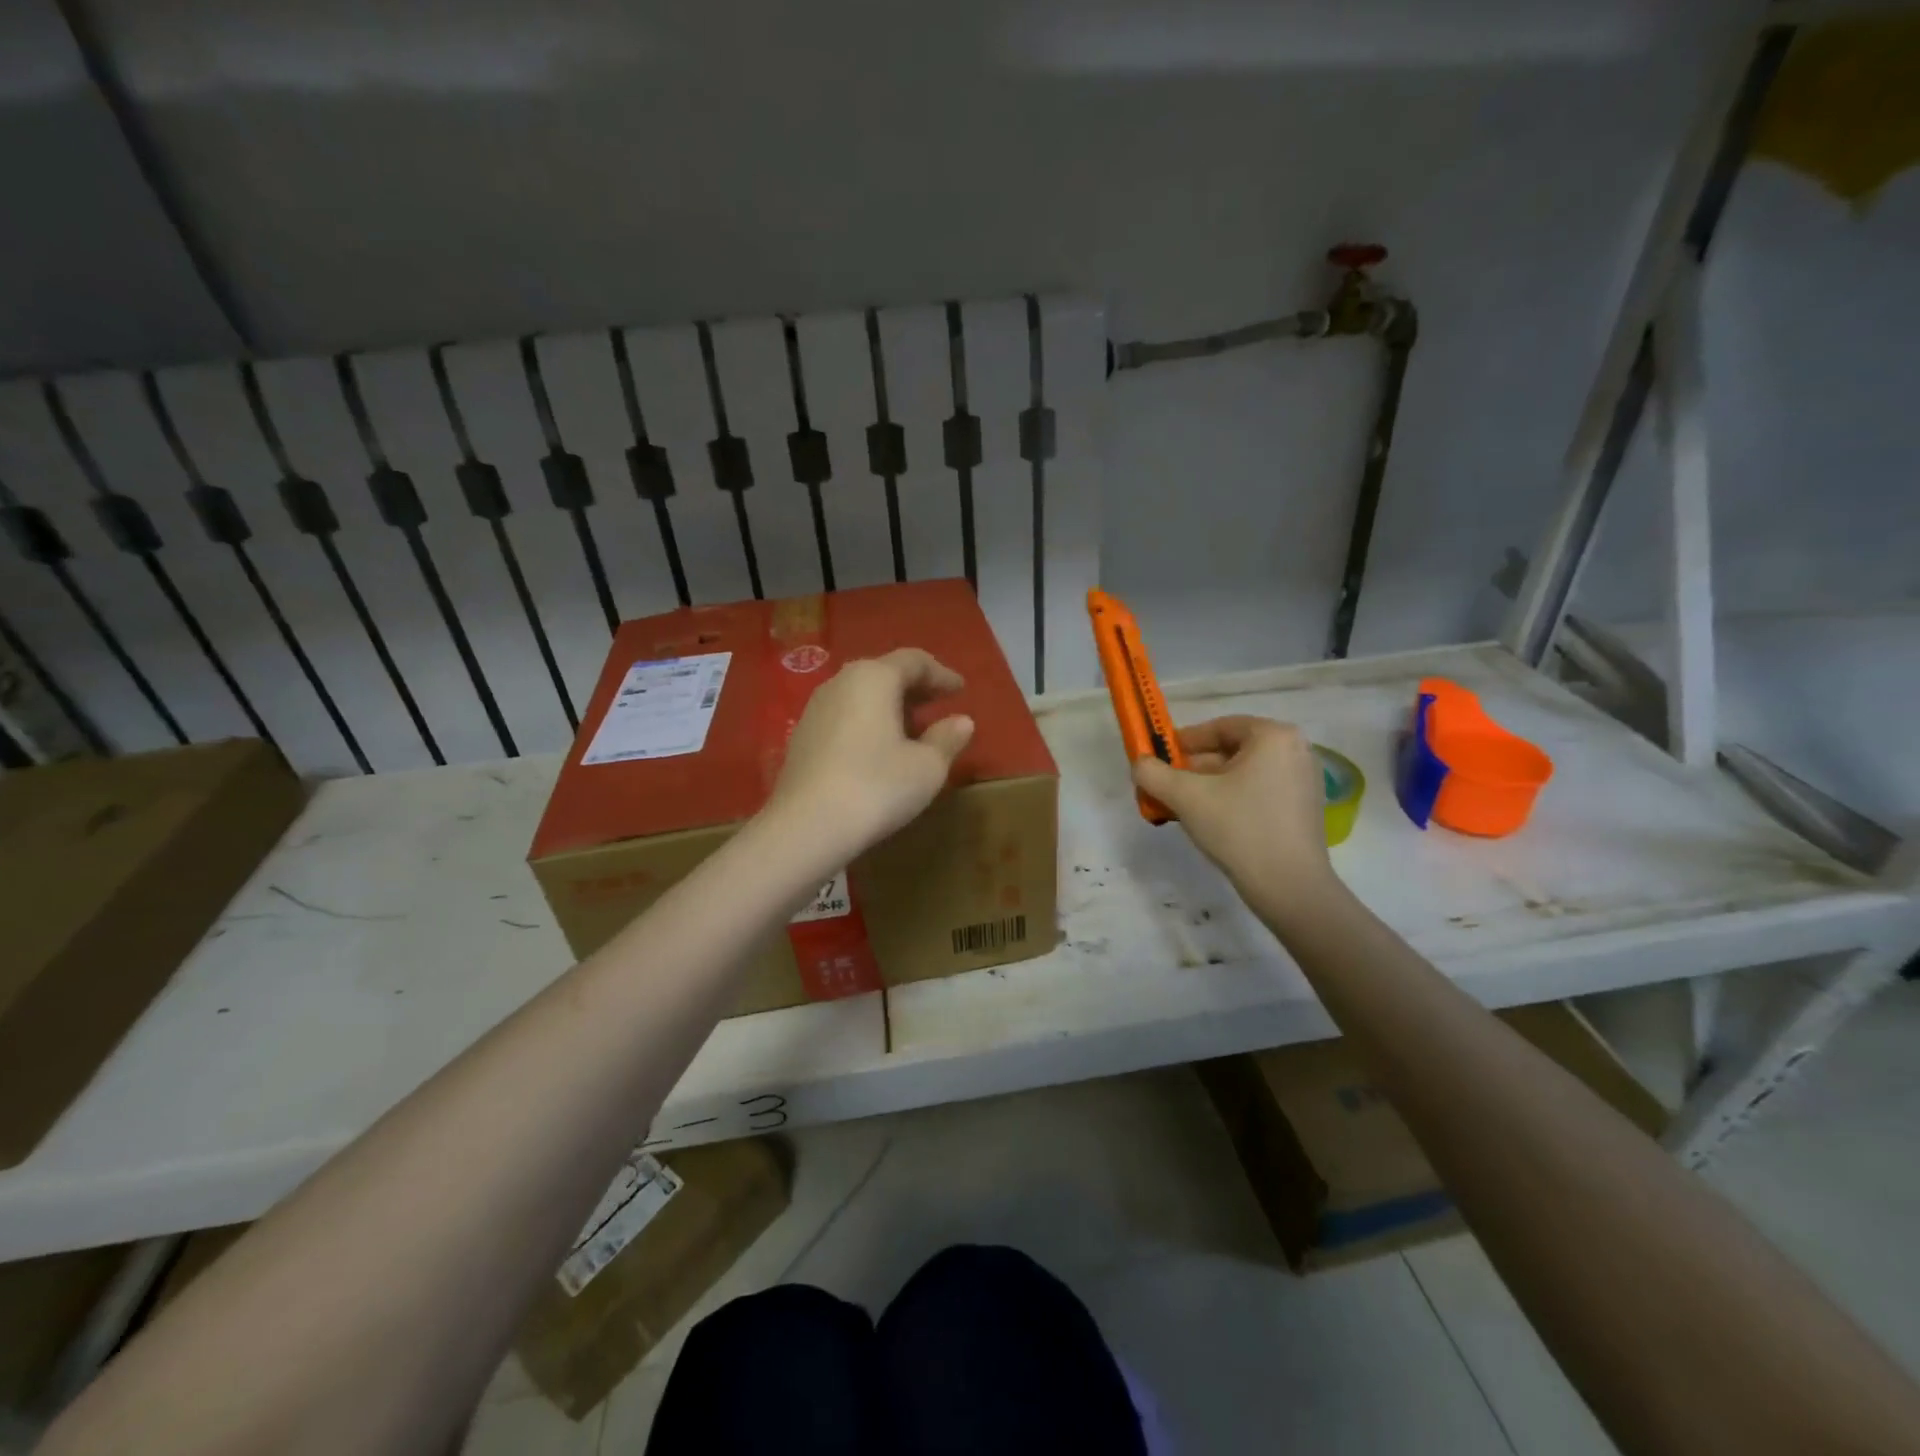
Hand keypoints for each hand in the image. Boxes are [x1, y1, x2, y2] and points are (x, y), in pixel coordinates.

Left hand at [768, 648, 974, 859]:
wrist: (805, 828)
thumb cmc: (876, 787)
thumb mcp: (927, 767)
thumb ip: (947, 738)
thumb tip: (962, 722)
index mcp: (874, 678)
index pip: (914, 661)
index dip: (942, 674)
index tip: (961, 690)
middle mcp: (841, 683)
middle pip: (884, 673)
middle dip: (915, 688)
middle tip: (939, 705)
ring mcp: (815, 709)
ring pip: (861, 696)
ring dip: (890, 707)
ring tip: (912, 729)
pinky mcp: (802, 737)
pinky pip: (845, 717)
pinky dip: (868, 723)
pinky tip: (879, 750)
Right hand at [1132, 716, 1336, 915]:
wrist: (1289, 887)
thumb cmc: (1239, 828)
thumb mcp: (1186, 797)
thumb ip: (1153, 773)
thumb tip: (1139, 763)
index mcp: (1274, 736)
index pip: (1219, 728)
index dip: (1183, 741)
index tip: (1159, 758)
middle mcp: (1295, 750)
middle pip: (1231, 750)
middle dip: (1193, 768)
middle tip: (1165, 787)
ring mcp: (1304, 780)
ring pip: (1243, 773)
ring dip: (1208, 786)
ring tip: (1180, 807)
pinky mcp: (1304, 808)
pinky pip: (1259, 791)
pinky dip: (1231, 799)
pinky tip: (1210, 822)